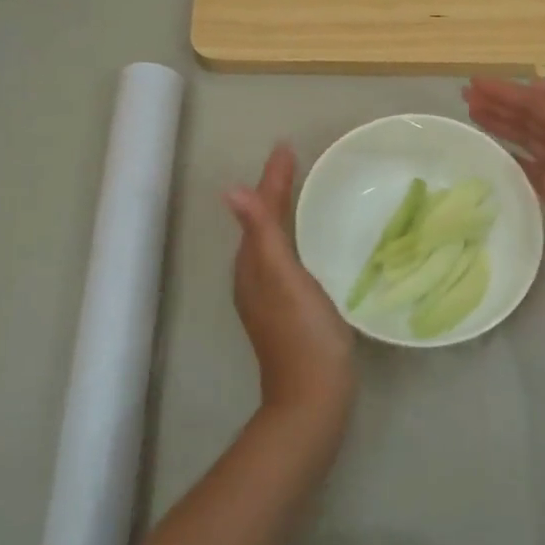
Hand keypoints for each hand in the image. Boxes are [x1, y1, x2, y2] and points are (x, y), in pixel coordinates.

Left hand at [227, 144, 355, 426]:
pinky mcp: (289, 310)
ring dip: (282, 214)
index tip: (285, 148)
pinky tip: (310, 244)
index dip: (272, 179)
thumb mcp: (283, 279)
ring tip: (300, 193)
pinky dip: (295, 238)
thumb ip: (262, 235)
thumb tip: (231, 190)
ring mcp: (271, 296)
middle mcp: (255, 278)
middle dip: (275, 192)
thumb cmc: (304, 334)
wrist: (313, 396)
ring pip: (272, 242)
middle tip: (293, 164)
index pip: (260, 211)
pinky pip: (287, 259)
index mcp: (253, 266)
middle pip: (262, 223)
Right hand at [464, 77, 544, 304]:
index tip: (472, 84)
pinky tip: (492, 148)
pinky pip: (527, 164)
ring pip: (527, 138)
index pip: (539, 102)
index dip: (506, 91)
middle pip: (532, 118)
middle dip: (500, 104)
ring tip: (472, 114)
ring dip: (502, 124)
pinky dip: (510, 152)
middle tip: (465, 97)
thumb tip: (536, 83)